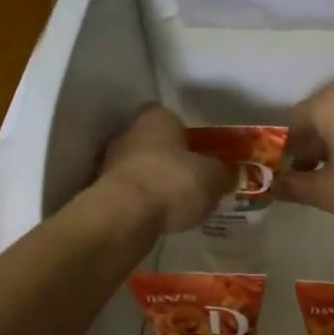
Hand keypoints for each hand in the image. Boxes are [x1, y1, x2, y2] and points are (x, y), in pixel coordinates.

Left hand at [97, 105, 233, 233]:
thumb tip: (230, 174)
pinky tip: (161, 217)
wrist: (125, 216)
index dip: (187, 133)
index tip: (201, 152)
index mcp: (156, 118)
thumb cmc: (173, 182)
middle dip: (172, 159)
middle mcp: (129, 133)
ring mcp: (111, 163)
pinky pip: (132, 193)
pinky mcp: (103, 192)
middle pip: (155, 143)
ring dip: (157, 182)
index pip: (171, 116)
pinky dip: (144, 202)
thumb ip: (224, 173)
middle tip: (194, 179)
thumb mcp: (213, 178)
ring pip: (141, 168)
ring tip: (180, 204)